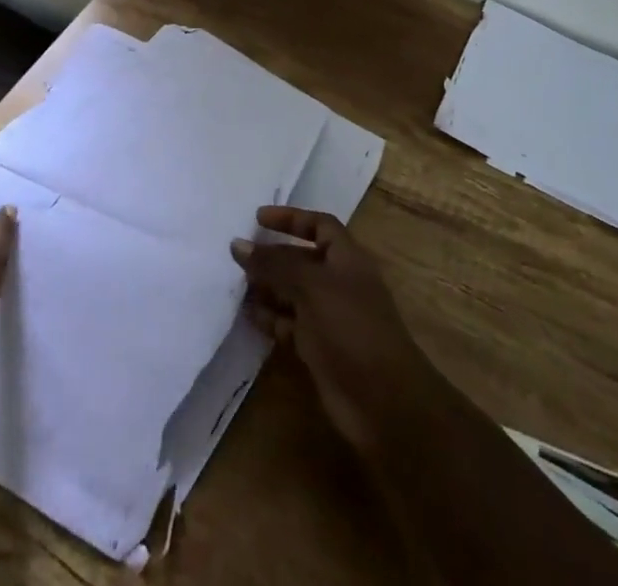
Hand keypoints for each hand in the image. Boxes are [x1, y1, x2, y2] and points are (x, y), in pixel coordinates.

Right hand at [231, 206, 435, 452]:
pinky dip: (269, 319)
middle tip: (237, 256)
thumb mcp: (311, 286)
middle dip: (273, 255)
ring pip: (292, 293)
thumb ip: (275, 264)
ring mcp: (329, 317)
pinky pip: (289, 325)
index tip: (258, 218)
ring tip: (235, 285)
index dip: (291, 219)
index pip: (319, 225)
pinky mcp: (318, 348)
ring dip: (266, 287)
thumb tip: (238, 244)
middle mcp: (338, 282)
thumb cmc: (351, 326)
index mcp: (347, 258)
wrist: (381, 400)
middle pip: (302, 259)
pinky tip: (246, 316)